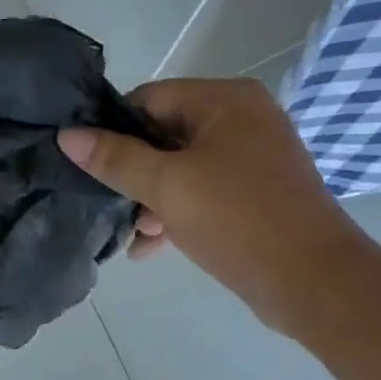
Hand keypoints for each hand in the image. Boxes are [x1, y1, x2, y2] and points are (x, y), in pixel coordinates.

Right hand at [57, 78, 374, 335]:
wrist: (313, 281)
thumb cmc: (238, 220)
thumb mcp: (167, 187)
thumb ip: (115, 158)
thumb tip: (67, 135)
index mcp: (226, 100)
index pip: (150, 98)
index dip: (114, 130)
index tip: (89, 165)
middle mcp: (243, 119)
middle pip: (165, 134)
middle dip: (134, 173)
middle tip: (112, 205)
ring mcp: (253, 158)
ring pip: (182, 169)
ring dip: (152, 200)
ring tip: (134, 235)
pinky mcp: (256, 194)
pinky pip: (204, 193)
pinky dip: (178, 214)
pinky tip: (151, 248)